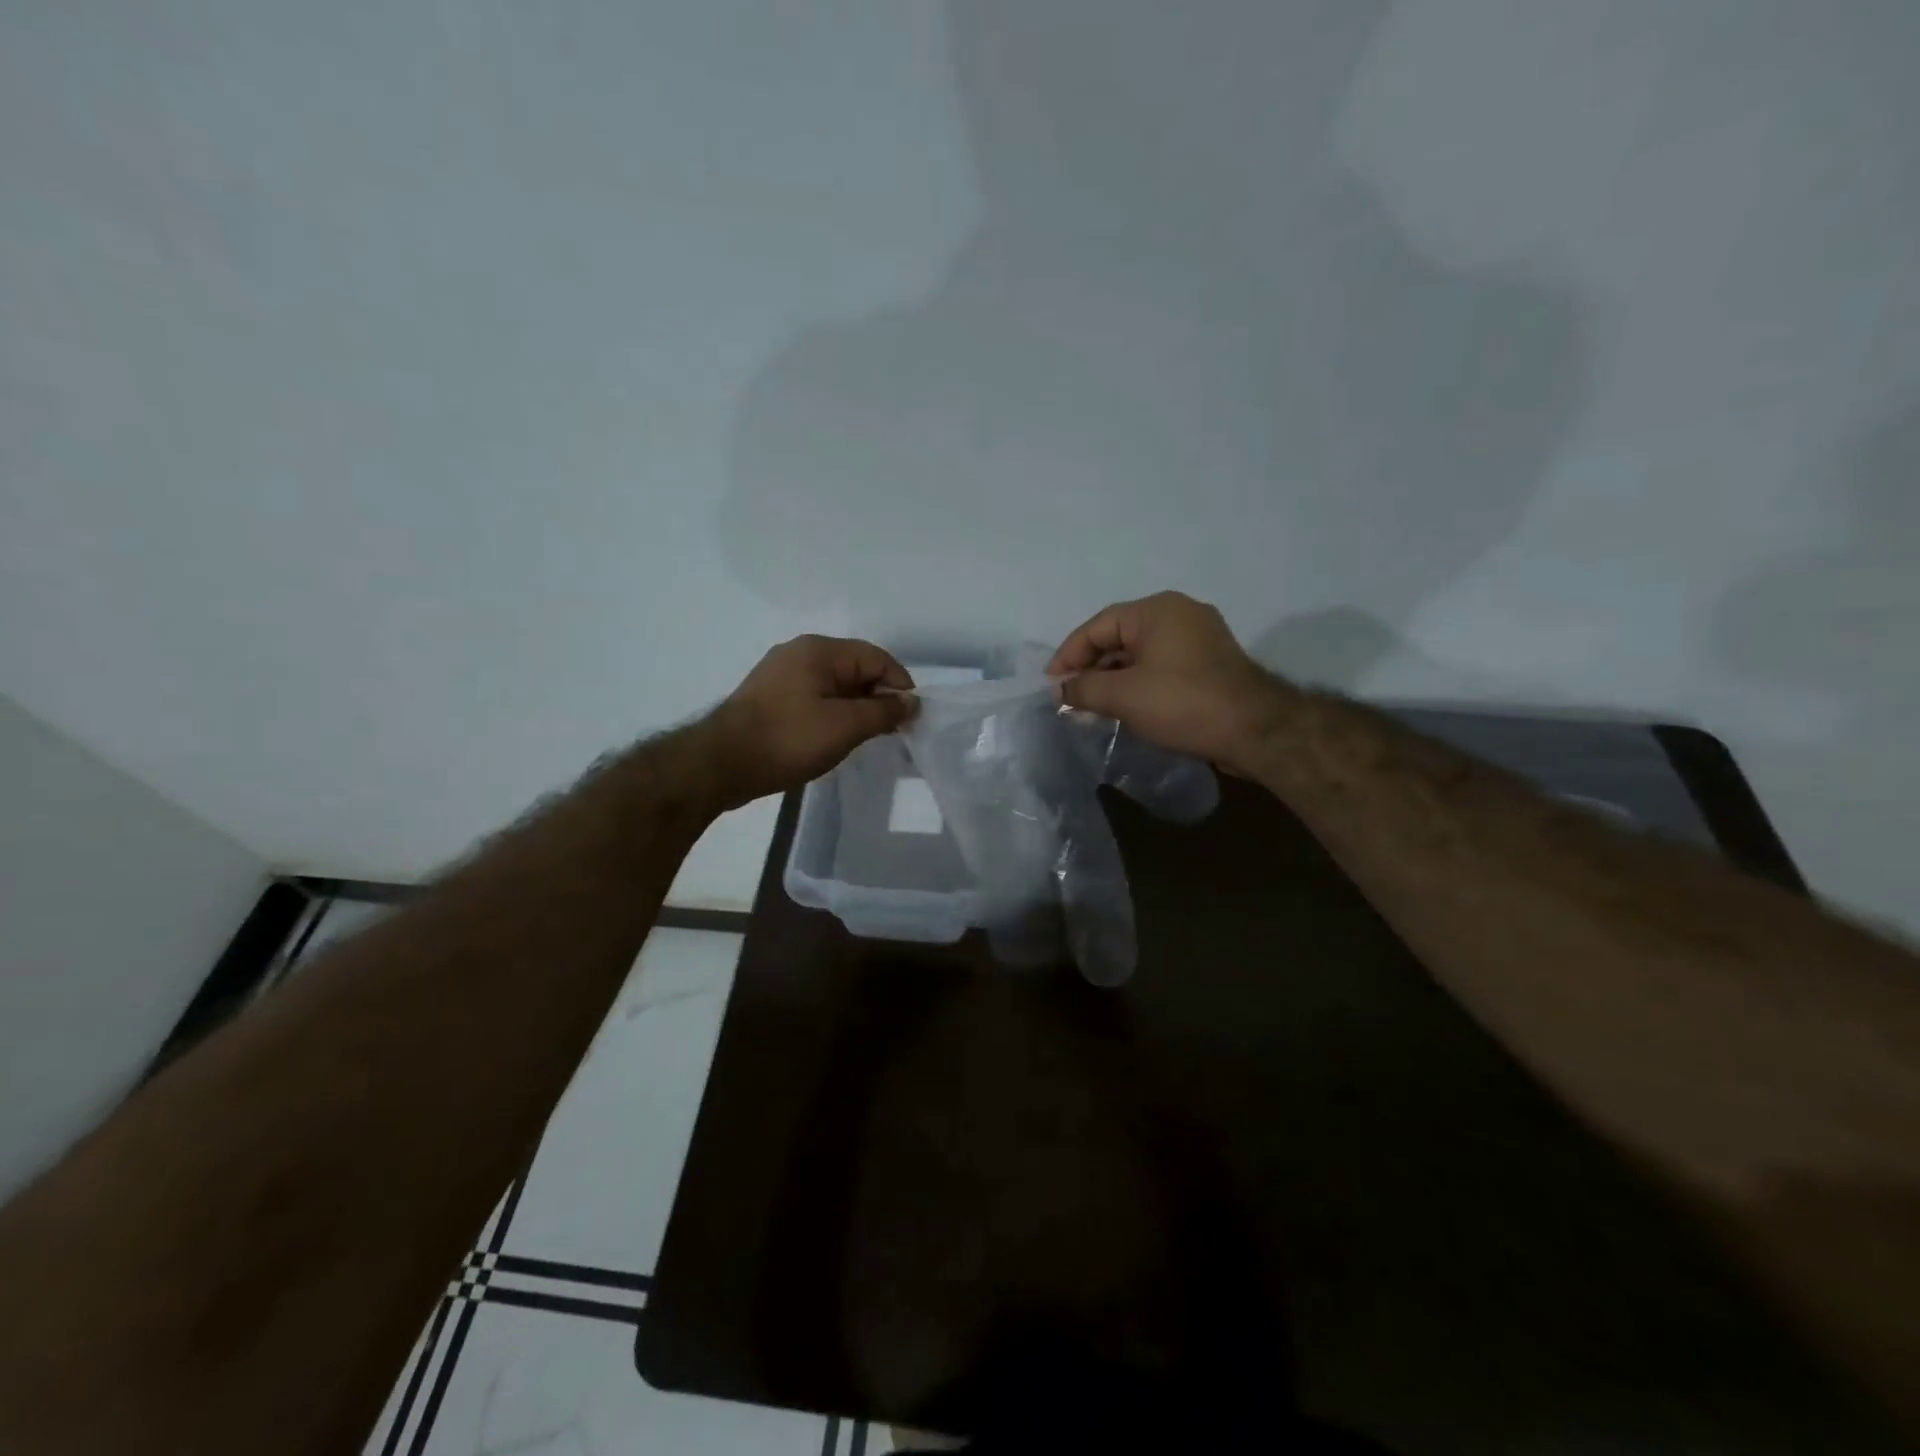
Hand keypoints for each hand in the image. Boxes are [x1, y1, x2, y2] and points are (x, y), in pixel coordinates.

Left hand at [700, 635, 913, 810]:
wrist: (720, 764)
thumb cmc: (788, 739)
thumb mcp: (845, 726)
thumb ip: (883, 711)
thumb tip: (911, 701)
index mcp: (819, 650)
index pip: (876, 657)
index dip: (899, 685)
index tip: (910, 718)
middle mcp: (799, 653)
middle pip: (855, 668)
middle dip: (878, 697)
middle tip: (890, 732)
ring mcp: (780, 675)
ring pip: (835, 685)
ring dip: (855, 708)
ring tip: (865, 738)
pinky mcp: (769, 698)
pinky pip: (814, 698)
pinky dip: (832, 713)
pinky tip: (834, 738)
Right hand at [1046, 592, 1288, 773]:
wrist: (1256, 731)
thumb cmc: (1183, 703)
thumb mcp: (1123, 696)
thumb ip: (1084, 688)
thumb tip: (1061, 690)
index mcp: (1156, 610)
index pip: (1097, 626)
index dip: (1068, 655)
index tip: (1051, 685)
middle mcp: (1178, 614)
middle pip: (1118, 637)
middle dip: (1090, 669)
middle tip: (1069, 699)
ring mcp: (1198, 638)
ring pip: (1140, 654)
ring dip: (1113, 679)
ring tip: (1092, 708)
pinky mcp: (1209, 663)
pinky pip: (1161, 666)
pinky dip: (1138, 683)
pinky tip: (1125, 708)